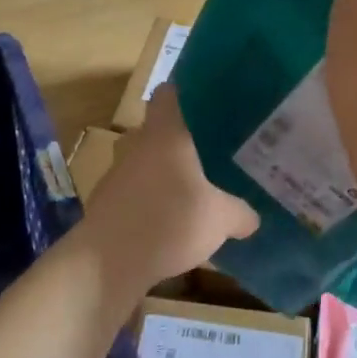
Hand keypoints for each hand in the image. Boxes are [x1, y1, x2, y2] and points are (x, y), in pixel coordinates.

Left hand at [81, 85, 258, 288]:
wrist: (108, 263)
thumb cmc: (170, 221)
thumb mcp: (220, 219)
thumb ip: (240, 213)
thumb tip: (253, 218)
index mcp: (165, 134)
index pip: (167, 95)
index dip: (182, 93)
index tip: (201, 101)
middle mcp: (136, 146)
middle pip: (152, 130)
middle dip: (173, 140)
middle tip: (202, 152)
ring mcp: (115, 175)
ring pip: (140, 163)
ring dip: (157, 174)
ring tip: (185, 191)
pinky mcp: (103, 205)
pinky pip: (130, 193)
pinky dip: (144, 202)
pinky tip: (163, 224)